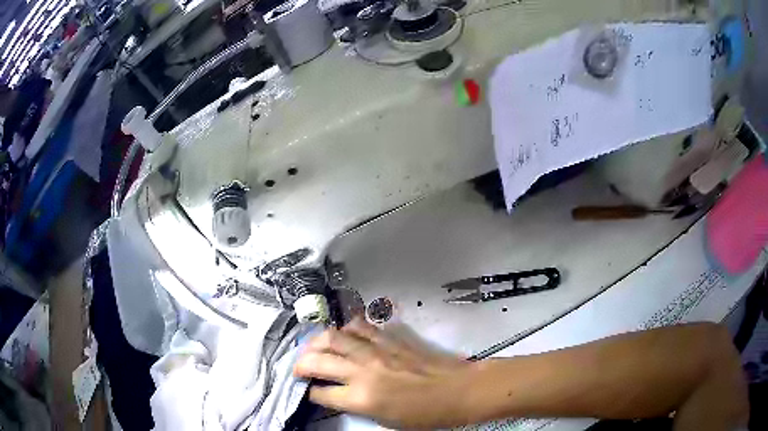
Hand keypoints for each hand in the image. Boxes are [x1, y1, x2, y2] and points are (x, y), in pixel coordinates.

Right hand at [293, 317, 474, 428]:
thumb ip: (357, 406)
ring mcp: (376, 351)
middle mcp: (362, 371)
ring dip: (317, 342)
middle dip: (301, 365)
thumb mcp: (385, 421)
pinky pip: (361, 326)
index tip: (309, 392)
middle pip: (318, 360)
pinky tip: (345, 334)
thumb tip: (338, 395)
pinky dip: (347, 328)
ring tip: (314, 348)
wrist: (457, 391)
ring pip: (334, 337)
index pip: (321, 392)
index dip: (311, 393)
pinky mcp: (389, 339)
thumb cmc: (424, 415)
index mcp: (361, 398)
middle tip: (299, 369)